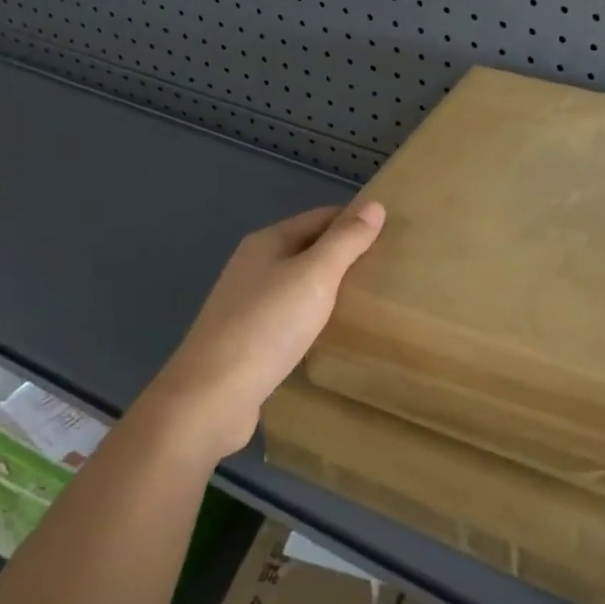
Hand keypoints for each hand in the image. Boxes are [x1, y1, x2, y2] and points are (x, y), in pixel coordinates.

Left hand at [159, 202, 385, 461]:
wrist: (210, 399)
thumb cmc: (267, 327)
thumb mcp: (315, 275)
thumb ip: (346, 240)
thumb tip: (375, 204)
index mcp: (267, 242)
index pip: (322, 217)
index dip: (356, 222)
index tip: (394, 237)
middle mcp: (254, 267)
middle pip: (310, 249)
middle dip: (346, 256)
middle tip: (390, 270)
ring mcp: (248, 305)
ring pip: (301, 285)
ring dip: (331, 289)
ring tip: (370, 301)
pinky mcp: (249, 341)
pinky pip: (292, 317)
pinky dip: (315, 318)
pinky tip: (334, 334)